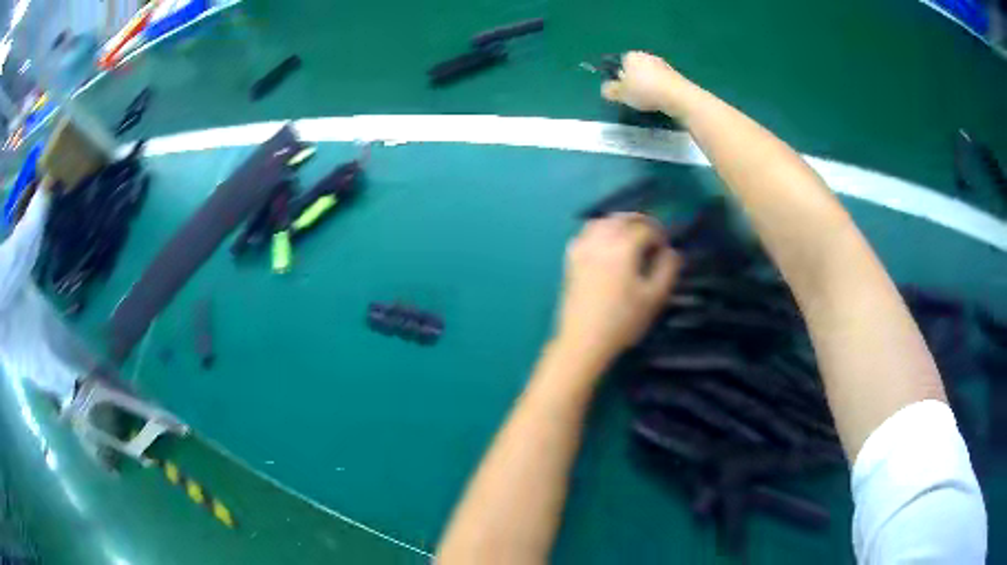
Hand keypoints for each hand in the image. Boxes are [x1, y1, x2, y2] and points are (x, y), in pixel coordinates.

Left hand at [555, 214, 679, 364]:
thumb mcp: (654, 298)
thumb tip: (671, 252)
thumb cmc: (623, 321)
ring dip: (619, 222)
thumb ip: (667, 270)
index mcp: (622, 247)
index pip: (645, 228)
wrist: (583, 341)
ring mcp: (582, 249)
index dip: (659, 233)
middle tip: (653, 235)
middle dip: (640, 222)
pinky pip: (586, 234)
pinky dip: (599, 231)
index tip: (666, 247)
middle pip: (622, 218)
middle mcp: (600, 241)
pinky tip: (606, 244)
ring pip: (602, 221)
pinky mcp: (570, 260)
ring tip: (631, 236)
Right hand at [601, 51, 695, 116]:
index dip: (619, 76)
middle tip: (634, 95)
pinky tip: (660, 99)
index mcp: (631, 56)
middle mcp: (646, 56)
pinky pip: (661, 81)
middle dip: (634, 79)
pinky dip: (659, 88)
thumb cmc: (645, 91)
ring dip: (648, 84)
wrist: (677, 96)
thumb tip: (606, 89)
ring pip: (649, 74)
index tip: (622, 89)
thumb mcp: (621, 94)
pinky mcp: (675, 74)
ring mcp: (662, 64)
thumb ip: (610, 90)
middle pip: (636, 68)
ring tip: (648, 100)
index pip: (620, 62)